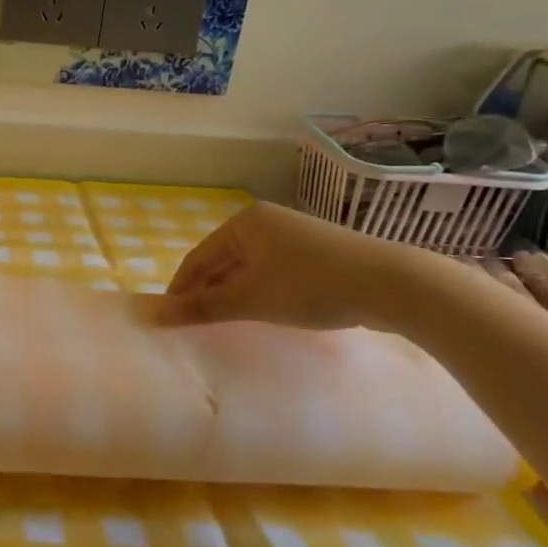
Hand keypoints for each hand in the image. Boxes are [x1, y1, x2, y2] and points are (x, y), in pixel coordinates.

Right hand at [150, 201, 427, 330]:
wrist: (394, 284)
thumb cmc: (311, 285)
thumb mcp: (251, 300)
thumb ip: (201, 307)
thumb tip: (153, 315)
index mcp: (244, 223)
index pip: (197, 259)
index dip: (180, 290)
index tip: (169, 319)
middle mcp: (265, 222)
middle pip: (222, 261)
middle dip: (208, 292)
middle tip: (196, 325)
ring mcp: (293, 235)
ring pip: (248, 268)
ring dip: (234, 294)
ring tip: (226, 323)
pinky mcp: (316, 252)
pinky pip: (272, 271)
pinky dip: (261, 292)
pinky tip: (264, 312)